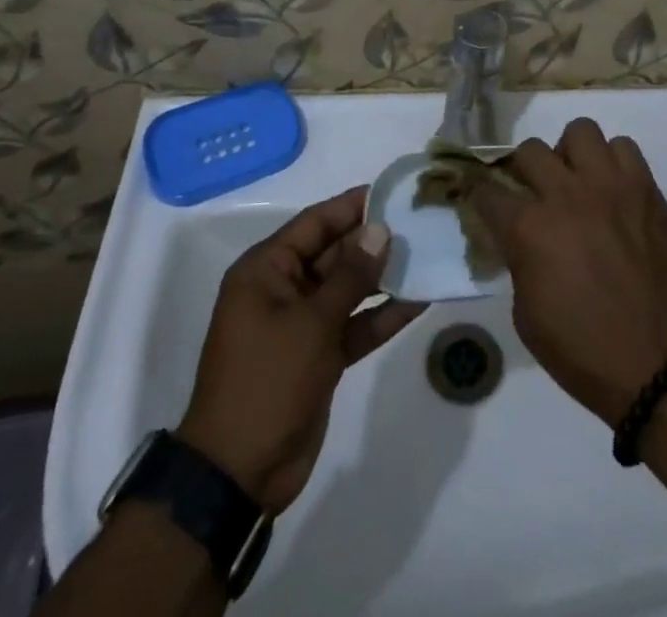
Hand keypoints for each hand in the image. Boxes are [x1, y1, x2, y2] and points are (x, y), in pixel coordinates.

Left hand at [177, 188, 426, 514]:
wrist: (239, 474)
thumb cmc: (267, 381)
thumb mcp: (311, 322)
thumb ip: (350, 275)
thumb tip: (380, 229)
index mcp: (266, 270)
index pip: (315, 223)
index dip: (353, 206)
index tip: (393, 192)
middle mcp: (283, 289)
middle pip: (335, 253)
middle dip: (375, 241)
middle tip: (421, 223)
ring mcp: (302, 324)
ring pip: (349, 288)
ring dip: (383, 276)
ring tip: (428, 255)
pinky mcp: (319, 356)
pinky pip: (354, 324)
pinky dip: (382, 315)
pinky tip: (419, 300)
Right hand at [473, 119, 666, 425]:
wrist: (661, 366)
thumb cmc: (585, 352)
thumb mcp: (528, 316)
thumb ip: (518, 261)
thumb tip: (519, 238)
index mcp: (530, 229)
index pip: (488, 191)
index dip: (481, 197)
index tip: (485, 203)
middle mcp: (566, 195)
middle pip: (529, 150)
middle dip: (523, 170)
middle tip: (534, 194)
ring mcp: (610, 186)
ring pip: (580, 131)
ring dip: (571, 156)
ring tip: (578, 183)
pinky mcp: (646, 188)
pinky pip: (624, 147)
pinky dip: (613, 162)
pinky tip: (613, 191)